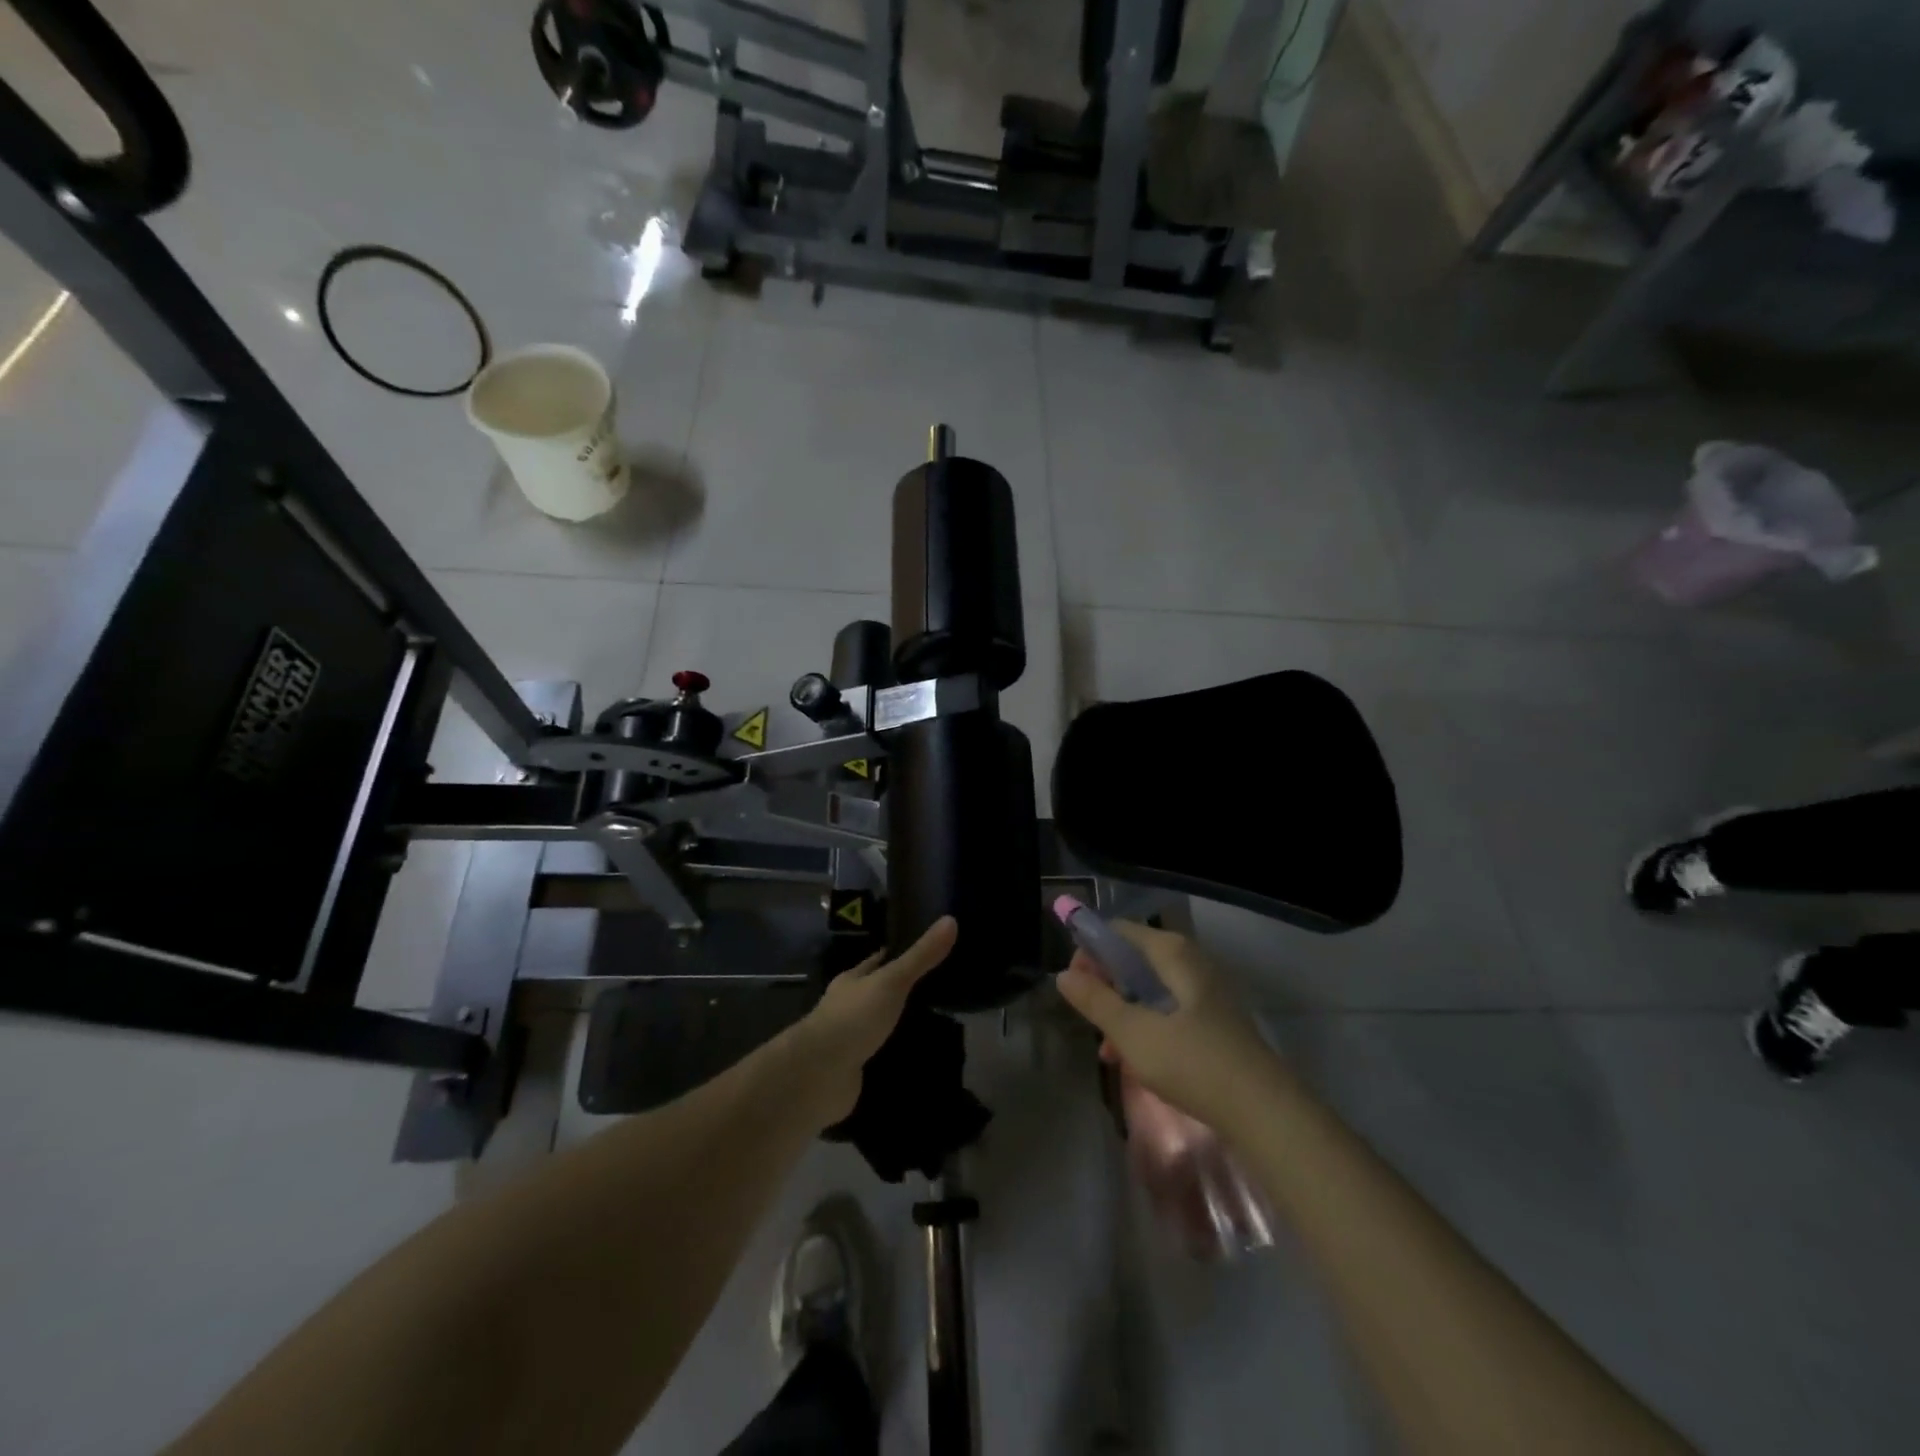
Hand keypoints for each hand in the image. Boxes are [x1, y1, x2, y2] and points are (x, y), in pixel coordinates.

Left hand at [781, 916, 957, 1128]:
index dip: (895, 954)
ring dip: (896, 1024)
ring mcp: (847, 1039)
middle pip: (875, 992)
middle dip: (898, 991)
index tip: (921, 949)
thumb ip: (920, 957)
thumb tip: (950, 919)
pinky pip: (877, 1057)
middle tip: (936, 988)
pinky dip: (892, 1055)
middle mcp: (846, 1006)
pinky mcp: (852, 1069)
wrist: (819, 1074)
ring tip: (932, 1022)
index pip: (876, 961)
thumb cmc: (854, 1018)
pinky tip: (914, 1056)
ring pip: (876, 1025)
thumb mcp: (891, 981)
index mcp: (851, 981)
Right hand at [1055, 920, 1284, 1130]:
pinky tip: (1133, 1060)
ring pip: (1150, 989)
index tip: (1072, 985)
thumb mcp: (1133, 1033)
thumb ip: (1096, 1001)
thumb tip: (1063, 975)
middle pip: (1134, 959)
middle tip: (1087, 1017)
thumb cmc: (1193, 1062)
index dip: (1089, 951)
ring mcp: (1206, 992)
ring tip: (1106, 1049)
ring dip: (1123, 1012)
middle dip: (1105, 986)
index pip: (1118, 931)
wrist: (1265, 1112)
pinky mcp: (1214, 1021)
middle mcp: (1191, 962)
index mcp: (1172, 953)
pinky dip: (1146, 1027)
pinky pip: (1168, 1011)